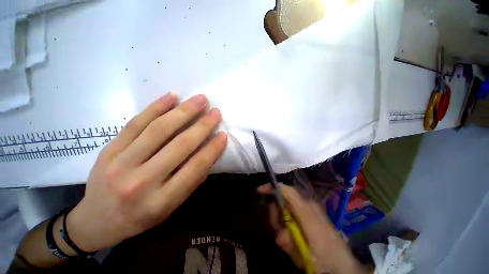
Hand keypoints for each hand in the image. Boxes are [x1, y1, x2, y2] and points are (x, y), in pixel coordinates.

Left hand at [66, 93, 226, 251]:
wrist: (96, 221)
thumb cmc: (140, 217)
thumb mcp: (171, 207)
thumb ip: (191, 180)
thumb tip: (209, 153)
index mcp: (160, 201)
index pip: (194, 168)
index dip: (212, 149)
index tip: (223, 135)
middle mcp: (140, 182)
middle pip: (178, 145)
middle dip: (202, 126)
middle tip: (216, 112)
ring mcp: (119, 163)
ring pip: (158, 130)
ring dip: (183, 111)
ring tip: (200, 100)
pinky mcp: (108, 149)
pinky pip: (135, 123)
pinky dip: (156, 107)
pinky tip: (171, 96)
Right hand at [258, 184, 365, 273]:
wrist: (343, 264)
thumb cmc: (325, 258)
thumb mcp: (305, 254)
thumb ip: (289, 241)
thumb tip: (279, 233)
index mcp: (306, 210)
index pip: (286, 190)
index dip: (272, 187)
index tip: (259, 190)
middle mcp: (307, 205)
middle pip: (283, 198)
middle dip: (275, 213)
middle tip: (278, 230)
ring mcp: (309, 208)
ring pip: (286, 206)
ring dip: (281, 222)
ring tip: (287, 240)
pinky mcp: (310, 214)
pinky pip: (292, 211)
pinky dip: (288, 223)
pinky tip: (293, 238)